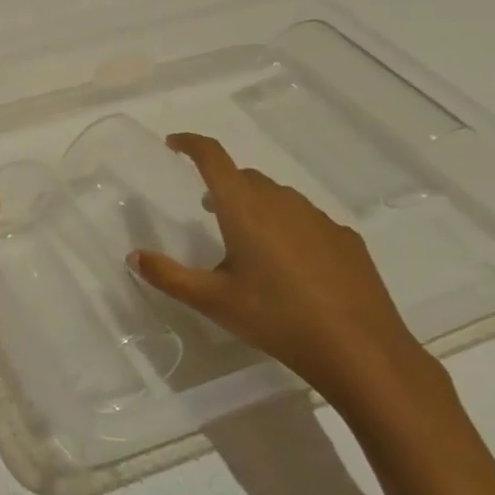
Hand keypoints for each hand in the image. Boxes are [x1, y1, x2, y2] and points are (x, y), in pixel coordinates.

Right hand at [129, 133, 428, 411]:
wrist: (360, 350)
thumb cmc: (276, 318)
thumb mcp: (212, 301)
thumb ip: (168, 276)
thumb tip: (134, 255)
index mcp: (244, 208)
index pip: (213, 157)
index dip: (191, 144)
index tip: (173, 143)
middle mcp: (281, 202)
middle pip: (245, 177)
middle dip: (222, 185)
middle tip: (206, 211)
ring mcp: (318, 219)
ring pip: (277, 197)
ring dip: (255, 206)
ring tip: (247, 242)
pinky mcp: (345, 239)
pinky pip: (306, 220)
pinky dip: (288, 227)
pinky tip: (290, 265)